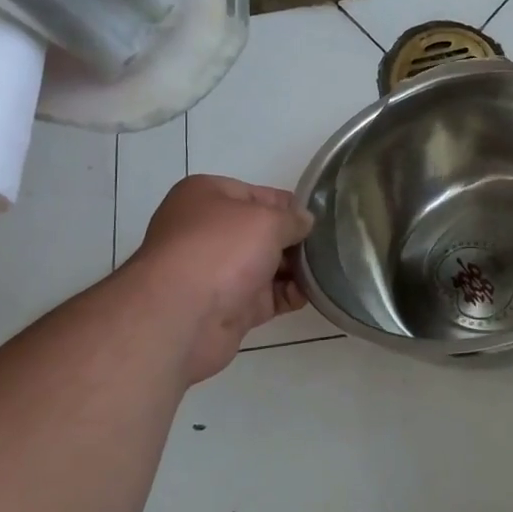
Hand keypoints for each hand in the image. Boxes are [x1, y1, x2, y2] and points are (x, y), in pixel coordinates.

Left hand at [126, 175, 313, 384]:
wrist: (180, 317)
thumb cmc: (221, 250)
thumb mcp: (266, 220)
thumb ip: (292, 219)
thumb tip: (305, 222)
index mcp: (206, 196)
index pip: (259, 194)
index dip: (290, 205)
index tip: (321, 217)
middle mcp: (208, 231)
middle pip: (262, 231)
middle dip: (294, 239)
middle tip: (332, 245)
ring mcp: (217, 272)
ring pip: (267, 264)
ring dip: (296, 268)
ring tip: (331, 268)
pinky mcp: (228, 307)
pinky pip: (267, 296)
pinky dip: (290, 294)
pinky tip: (313, 293)